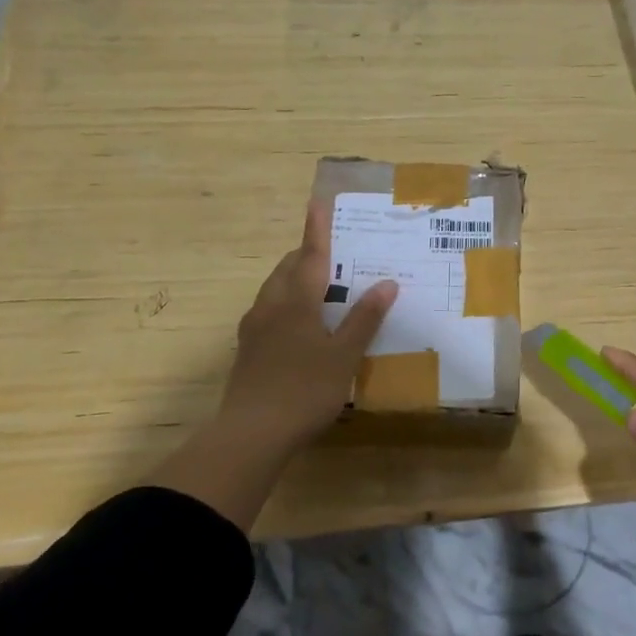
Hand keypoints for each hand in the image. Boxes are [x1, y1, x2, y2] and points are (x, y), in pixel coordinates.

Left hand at [217, 200, 396, 456]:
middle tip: (334, 254)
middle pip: (287, 269)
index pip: (309, 255)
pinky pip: (269, 312)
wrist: (251, 434)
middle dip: (306, 255)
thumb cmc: (304, 389)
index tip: (318, 201)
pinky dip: (287, 305)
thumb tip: (387, 284)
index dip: (317, 229)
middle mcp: (270, 306)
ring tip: (321, 287)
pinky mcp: (248, 350)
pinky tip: (301, 325)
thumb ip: (364, 319)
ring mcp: (254, 329)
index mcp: (295, 301)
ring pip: (274, 291)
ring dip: (295, 280)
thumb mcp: (344, 356)